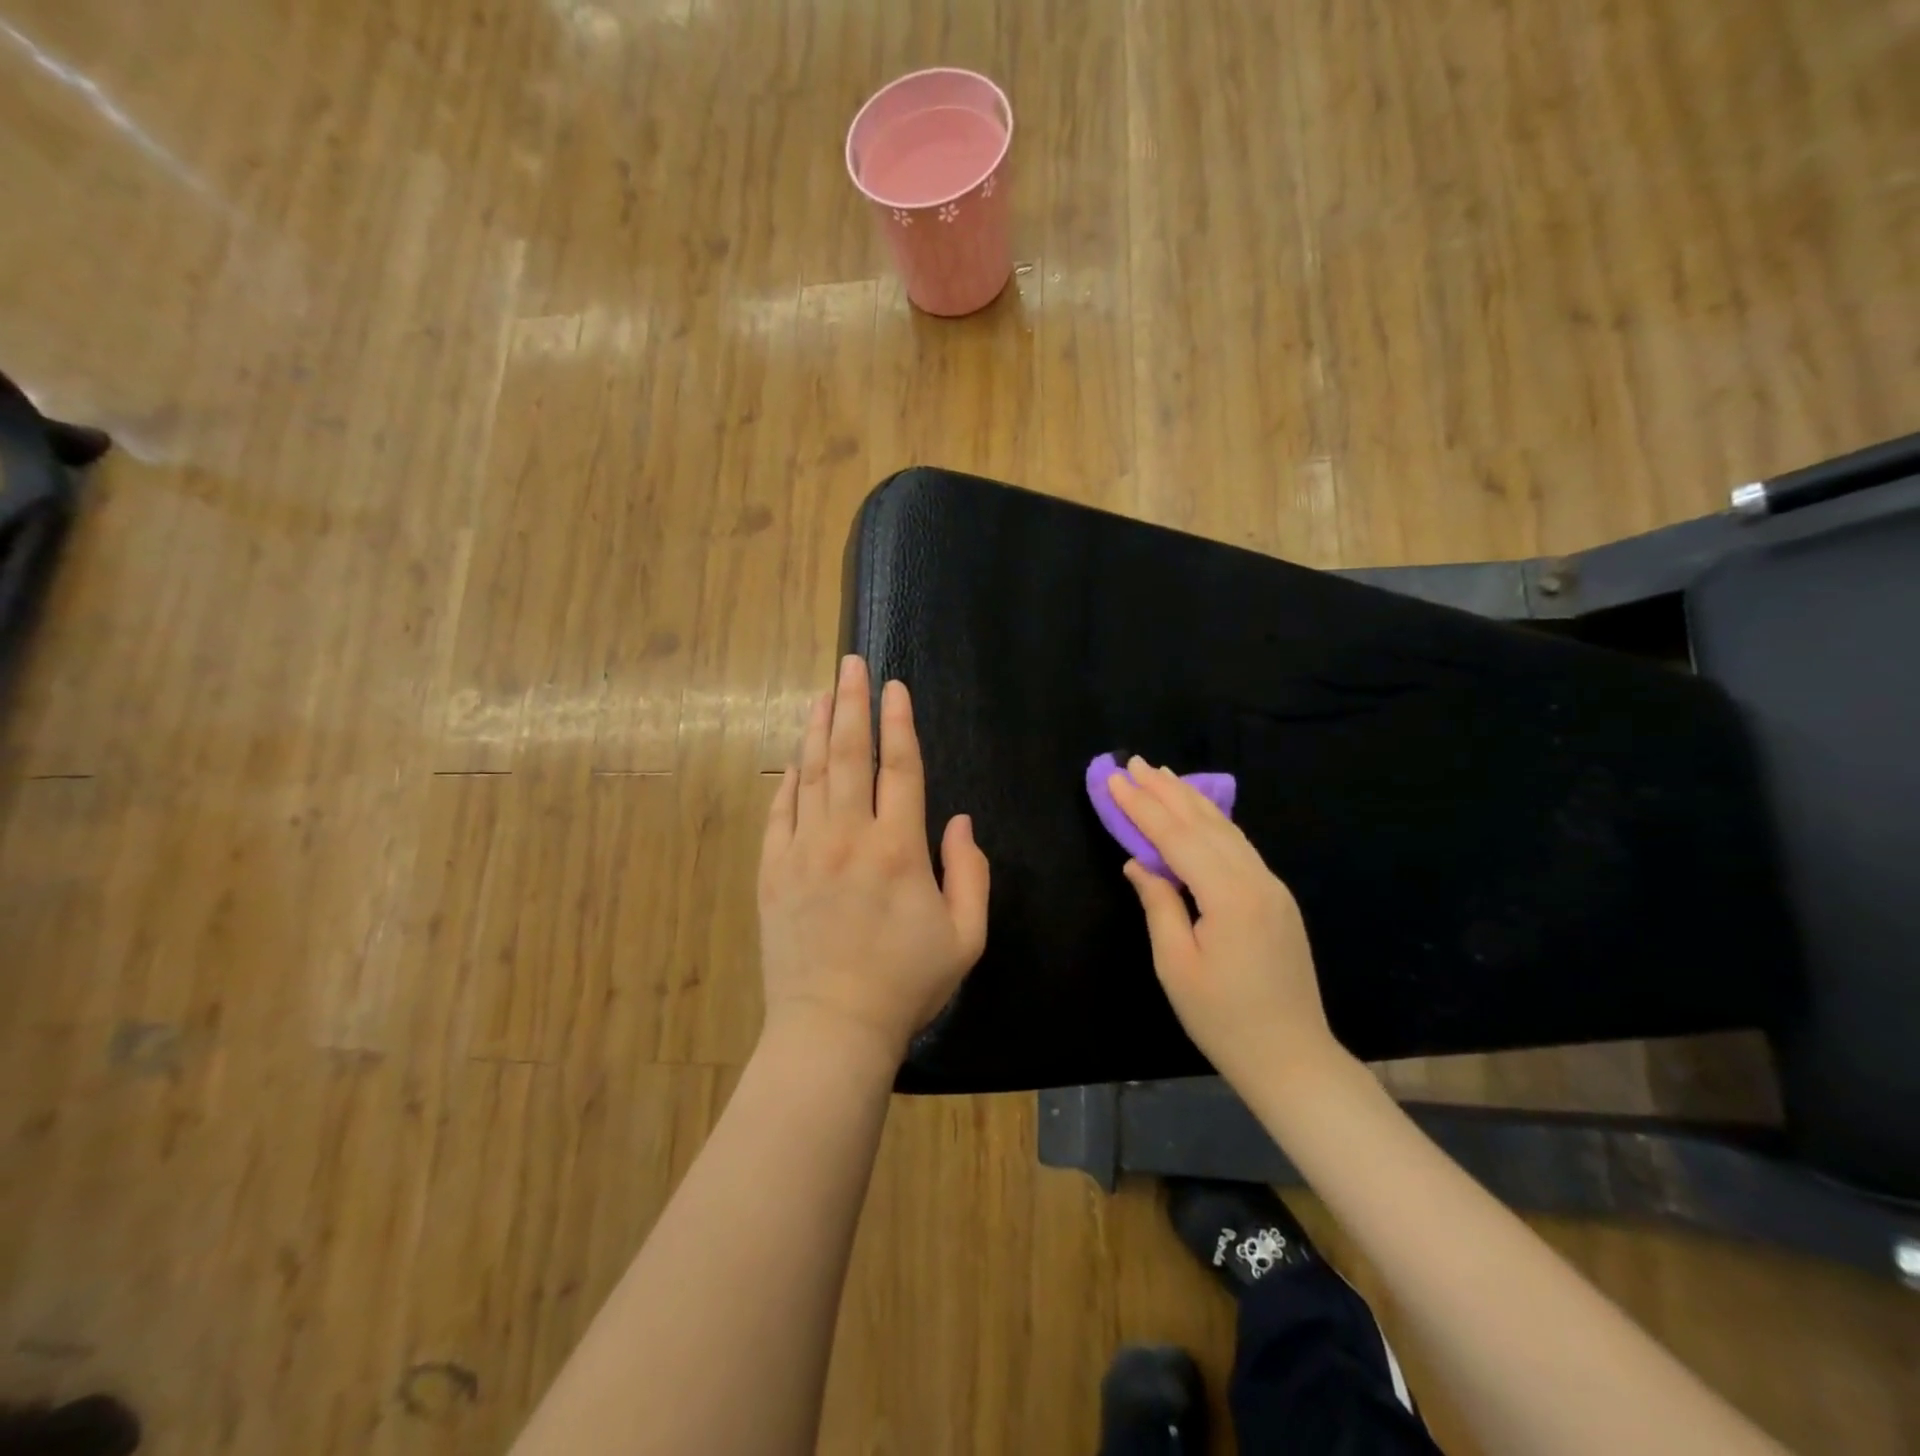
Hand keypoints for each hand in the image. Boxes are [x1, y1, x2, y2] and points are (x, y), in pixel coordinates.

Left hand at [758, 655, 990, 1064]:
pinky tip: (797, 757)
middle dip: (853, 704)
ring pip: (811, 774)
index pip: (901, 768)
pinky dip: (790, 779)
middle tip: (850, 664)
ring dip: (819, 729)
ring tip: (823, 694)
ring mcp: (803, 851)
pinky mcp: (772, 871)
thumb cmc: (906, 984)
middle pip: (850, 755)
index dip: (900, 722)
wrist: (832, 1028)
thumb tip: (961, 821)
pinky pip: (780, 811)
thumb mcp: (966, 936)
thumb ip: (971, 872)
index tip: (895, 687)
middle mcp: (848, 837)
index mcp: (898, 849)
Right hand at [1110, 758, 1342, 1090]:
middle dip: (1166, 791)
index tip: (1115, 779)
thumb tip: (1138, 863)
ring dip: (1191, 800)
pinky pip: (1240, 847)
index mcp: (1229, 896)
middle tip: (1135, 762)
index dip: (1142, 807)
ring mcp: (1272, 887)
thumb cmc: (1223, 1019)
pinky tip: (1199, 813)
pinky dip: (1213, 823)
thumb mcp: (1176, 966)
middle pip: (1204, 823)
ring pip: (1227, 830)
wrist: (1293, 1058)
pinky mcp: (1276, 898)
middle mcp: (1255, 880)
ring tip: (1163, 776)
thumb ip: (1158, 905)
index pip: (1176, 838)